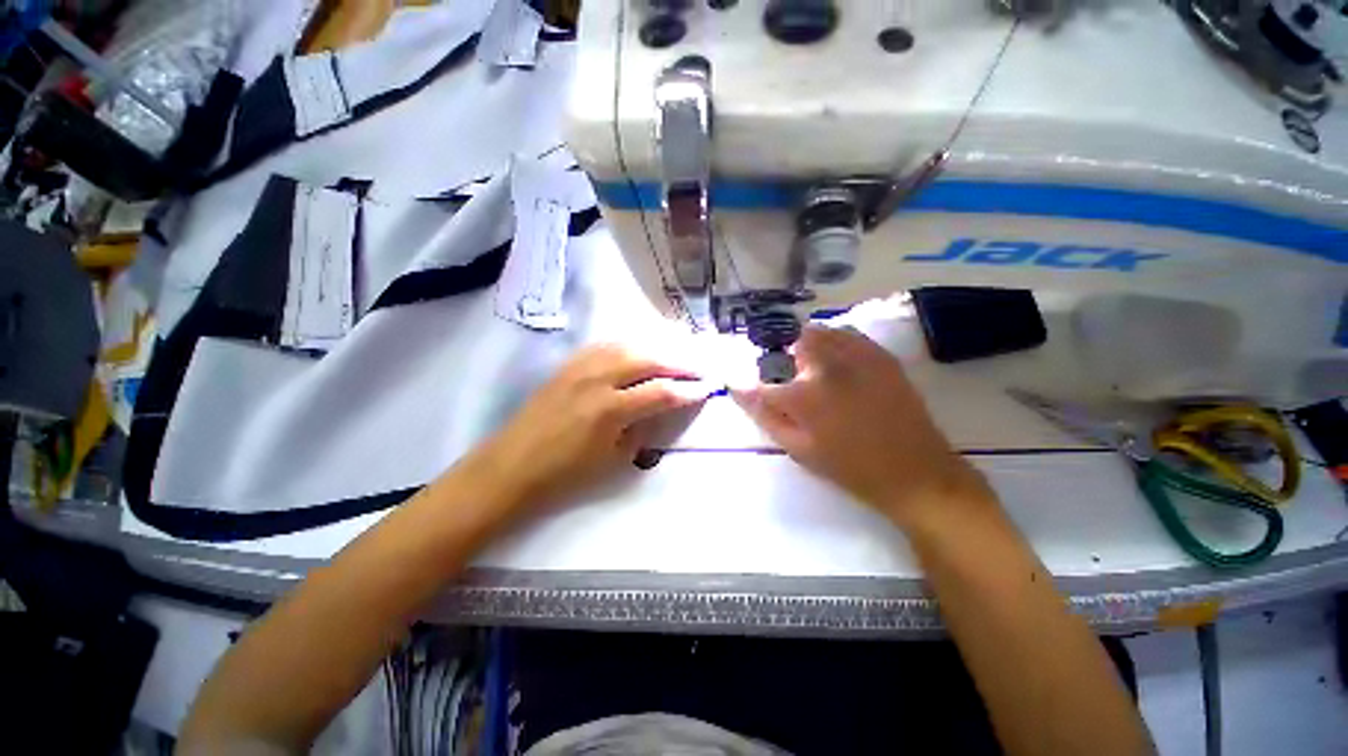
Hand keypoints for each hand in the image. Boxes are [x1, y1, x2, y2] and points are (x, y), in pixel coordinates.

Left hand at [460, 344, 705, 514]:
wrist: (512, 466)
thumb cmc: (565, 473)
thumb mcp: (614, 458)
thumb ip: (642, 428)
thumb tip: (661, 407)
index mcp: (611, 409)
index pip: (661, 391)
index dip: (688, 390)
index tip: (707, 387)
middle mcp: (598, 379)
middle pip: (648, 358)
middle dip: (679, 362)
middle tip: (698, 366)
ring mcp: (581, 367)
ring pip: (628, 345)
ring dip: (656, 348)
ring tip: (675, 354)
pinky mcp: (569, 364)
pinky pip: (605, 346)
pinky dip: (629, 345)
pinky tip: (639, 349)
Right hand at [735, 327, 993, 527]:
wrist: (915, 472)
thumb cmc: (850, 467)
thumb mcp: (799, 449)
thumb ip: (765, 415)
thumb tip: (737, 388)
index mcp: (804, 395)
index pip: (762, 383)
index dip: (750, 387)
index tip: (743, 387)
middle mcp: (828, 366)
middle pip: (793, 343)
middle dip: (786, 360)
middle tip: (794, 384)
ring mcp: (859, 356)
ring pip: (820, 332)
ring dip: (809, 346)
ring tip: (815, 371)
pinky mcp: (881, 356)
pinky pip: (848, 334)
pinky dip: (835, 342)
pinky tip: (838, 363)